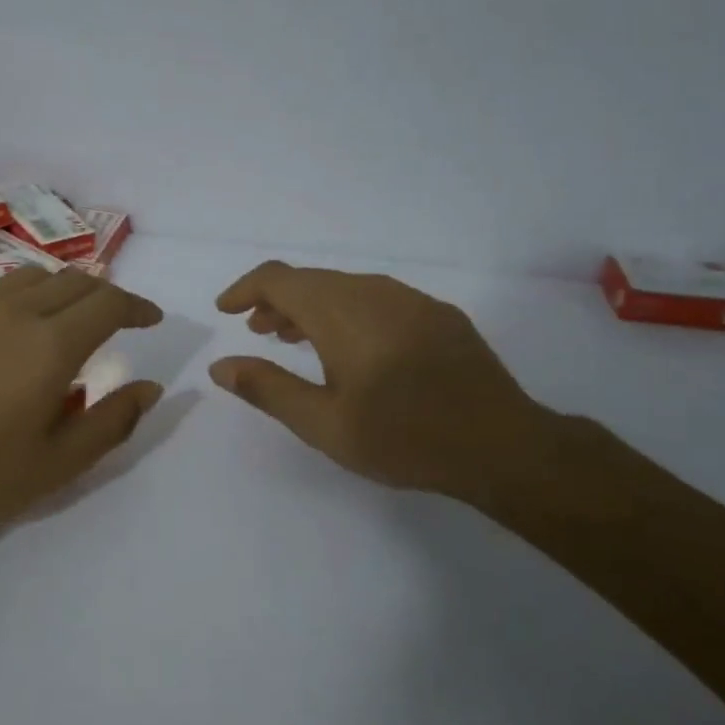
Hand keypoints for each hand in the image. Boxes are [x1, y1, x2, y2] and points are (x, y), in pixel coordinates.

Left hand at [0, 267, 164, 542]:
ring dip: (60, 291)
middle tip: (114, 322)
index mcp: (52, 344)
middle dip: (104, 296)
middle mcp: (15, 309)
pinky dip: (16, 297)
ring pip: (31, 277)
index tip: (151, 319)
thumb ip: (114, 420)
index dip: (138, 306)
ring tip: (62, 320)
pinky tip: (7, 327)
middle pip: (75, 280)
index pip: (110, 303)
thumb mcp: (61, 463)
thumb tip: (150, 387)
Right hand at [209, 261, 559, 510]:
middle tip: (256, 332)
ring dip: (311, 307)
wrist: (503, 446)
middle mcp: (374, 291)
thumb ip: (268, 389)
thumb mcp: (325, 424)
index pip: (278, 278)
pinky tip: (352, 347)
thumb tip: (220, 366)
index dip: (245, 288)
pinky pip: (376, 298)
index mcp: (341, 312)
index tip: (225, 310)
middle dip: (276, 301)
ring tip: (293, 339)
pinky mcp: (438, 314)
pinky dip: (346, 312)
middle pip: (311, 280)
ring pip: (344, 287)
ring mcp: (411, 299)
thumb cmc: (404, 438)